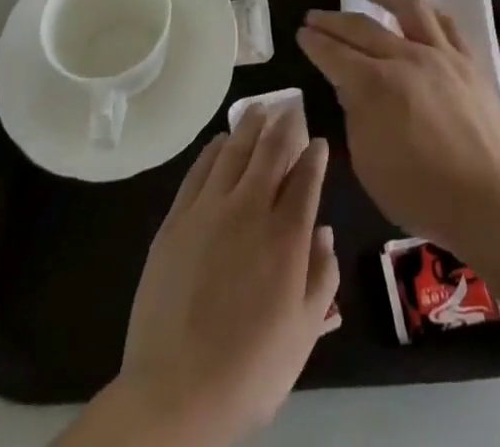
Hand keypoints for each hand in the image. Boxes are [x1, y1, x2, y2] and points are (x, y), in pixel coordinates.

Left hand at [111, 105, 338, 445]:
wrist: (174, 393)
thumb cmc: (250, 369)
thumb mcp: (303, 334)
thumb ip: (321, 277)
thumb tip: (325, 232)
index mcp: (286, 235)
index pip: (306, 178)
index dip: (314, 155)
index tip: (318, 141)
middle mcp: (250, 209)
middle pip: (270, 152)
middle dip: (284, 125)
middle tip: (290, 107)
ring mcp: (209, 210)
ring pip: (233, 151)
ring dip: (249, 126)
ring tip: (258, 108)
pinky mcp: (176, 221)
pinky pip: (198, 171)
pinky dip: (213, 150)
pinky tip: (220, 142)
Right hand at [298, 0, 499, 256]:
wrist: (488, 199)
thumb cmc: (420, 193)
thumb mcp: (369, 164)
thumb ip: (355, 117)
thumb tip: (350, 88)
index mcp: (375, 86)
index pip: (335, 55)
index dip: (315, 43)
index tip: (302, 33)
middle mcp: (405, 58)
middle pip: (363, 28)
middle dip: (334, 20)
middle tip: (316, 15)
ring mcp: (440, 55)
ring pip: (409, 8)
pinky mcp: (468, 62)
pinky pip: (446, 24)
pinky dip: (427, 12)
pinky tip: (418, 10)